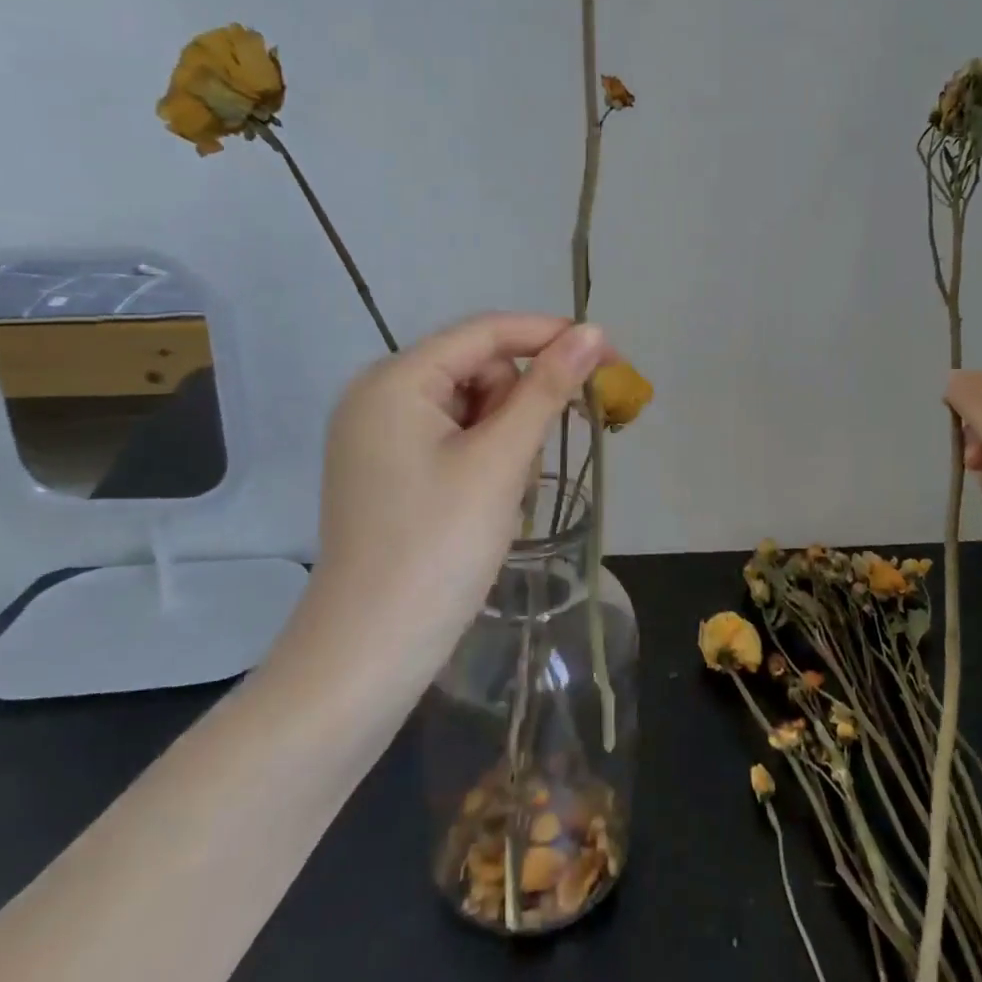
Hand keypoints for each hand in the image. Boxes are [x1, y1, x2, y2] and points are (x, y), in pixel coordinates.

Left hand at [263, 313, 611, 710]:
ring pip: (469, 406)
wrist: (370, 651)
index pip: (487, 332)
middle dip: (518, 404)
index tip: (611, 357)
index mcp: (395, 380)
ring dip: (505, 437)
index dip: (552, 337)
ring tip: (504, 493)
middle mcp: (378, 394)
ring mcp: (378, 434)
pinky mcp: (387, 468)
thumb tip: (592, 331)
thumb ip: (547, 388)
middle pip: (477, 369)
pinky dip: (483, 457)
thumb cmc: (439, 547)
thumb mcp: (501, 460)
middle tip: (528, 464)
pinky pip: (451, 437)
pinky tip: (485, 500)